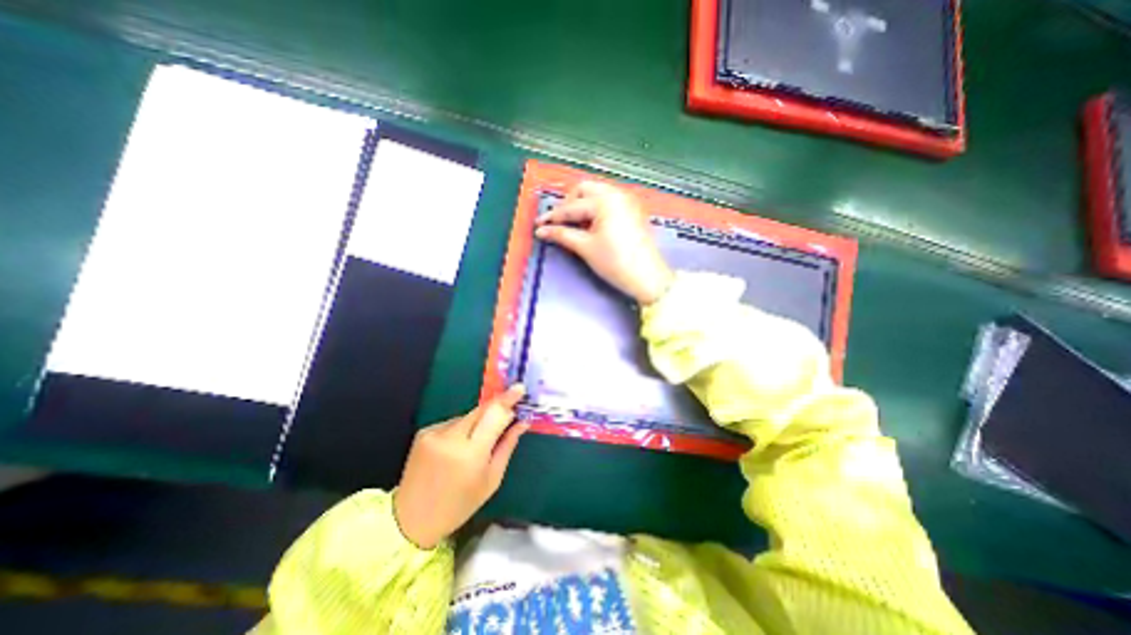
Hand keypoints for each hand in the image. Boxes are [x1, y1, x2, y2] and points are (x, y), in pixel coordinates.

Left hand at [392, 385, 528, 547]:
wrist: (410, 519)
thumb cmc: (459, 504)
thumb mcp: (491, 479)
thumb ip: (507, 445)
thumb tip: (522, 422)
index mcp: (471, 453)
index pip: (494, 414)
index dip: (508, 399)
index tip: (520, 388)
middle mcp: (451, 437)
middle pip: (482, 409)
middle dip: (497, 408)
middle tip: (509, 413)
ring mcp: (435, 432)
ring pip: (468, 416)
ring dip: (479, 422)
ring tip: (476, 444)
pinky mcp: (425, 431)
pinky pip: (453, 422)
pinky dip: (462, 429)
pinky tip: (457, 448)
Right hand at [533, 181, 668, 305]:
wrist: (647, 277)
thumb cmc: (615, 262)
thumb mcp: (586, 248)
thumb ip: (562, 235)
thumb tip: (542, 230)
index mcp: (604, 200)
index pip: (571, 207)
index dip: (553, 217)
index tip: (539, 224)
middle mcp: (616, 194)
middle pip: (584, 189)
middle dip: (569, 203)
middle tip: (560, 222)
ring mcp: (627, 201)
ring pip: (597, 193)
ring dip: (582, 204)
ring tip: (574, 224)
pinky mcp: (632, 211)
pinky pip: (608, 201)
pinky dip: (596, 208)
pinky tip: (591, 224)